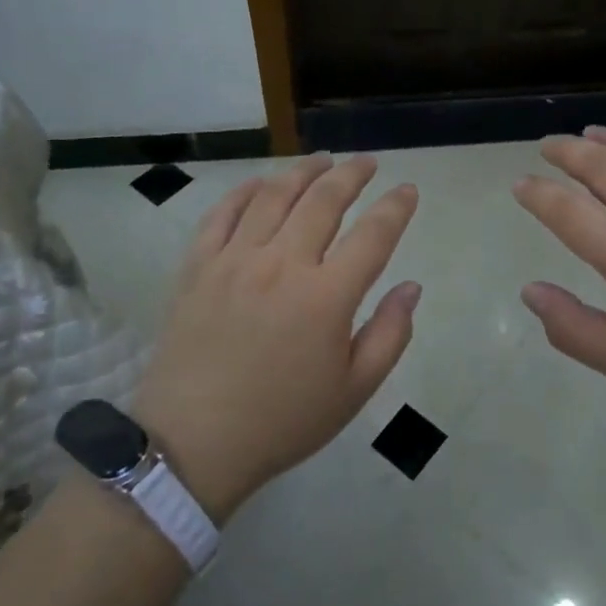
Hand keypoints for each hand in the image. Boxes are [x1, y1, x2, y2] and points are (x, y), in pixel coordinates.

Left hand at [131, 154, 420, 520]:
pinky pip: (222, 213)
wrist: (194, 444)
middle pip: (324, 200)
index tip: (408, 190)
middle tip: (367, 163)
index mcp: (326, 297)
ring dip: (303, 171)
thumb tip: (411, 287)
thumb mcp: (354, 390)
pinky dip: (245, 191)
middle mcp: (282, 264)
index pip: (373, 234)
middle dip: (352, 175)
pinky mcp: (197, 267)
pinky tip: (261, 183)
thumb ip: (390, 334)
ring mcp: (235, 260)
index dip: (396, 207)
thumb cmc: (283, 421)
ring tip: (321, 160)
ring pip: (274, 195)